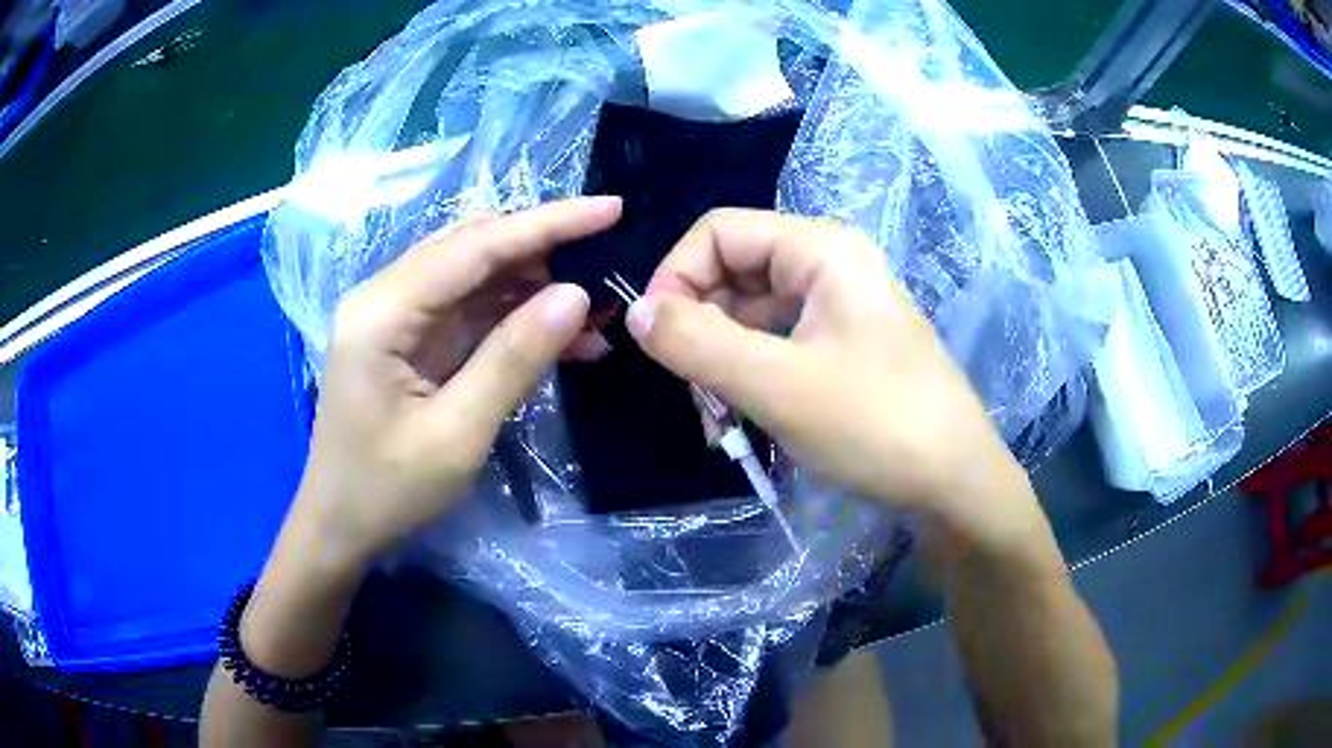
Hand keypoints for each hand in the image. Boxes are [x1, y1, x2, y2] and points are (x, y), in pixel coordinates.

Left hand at [291, 197, 621, 571]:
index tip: (611, 209)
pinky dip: (519, 321)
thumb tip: (577, 295)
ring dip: (537, 288)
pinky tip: (567, 340)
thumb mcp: (456, 435)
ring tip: (600, 309)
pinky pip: (472, 314)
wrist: (340, 529)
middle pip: (474, 251)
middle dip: (545, 249)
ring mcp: (397, 318)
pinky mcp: (411, 341)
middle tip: (610, 256)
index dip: (546, 224)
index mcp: (382, 312)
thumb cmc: (386, 492)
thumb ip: (513, 359)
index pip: (474, 247)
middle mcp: (385, 297)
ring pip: (477, 279)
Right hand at [625, 209, 1047, 553]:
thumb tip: (635, 312)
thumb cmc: (877, 426)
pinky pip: (779, 344)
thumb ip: (697, 342)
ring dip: (722, 359)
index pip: (719, 232)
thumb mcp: (778, 384)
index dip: (676, 276)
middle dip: (699, 326)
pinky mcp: (846, 347)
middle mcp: (831, 265)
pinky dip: (751, 376)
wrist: (957, 486)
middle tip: (689, 390)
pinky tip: (744, 420)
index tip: (654, 339)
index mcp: (821, 249)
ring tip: (716, 420)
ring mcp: (841, 308)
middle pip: (735, 272)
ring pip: (753, 314)